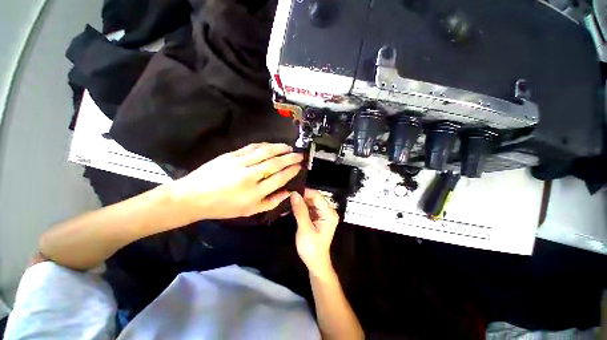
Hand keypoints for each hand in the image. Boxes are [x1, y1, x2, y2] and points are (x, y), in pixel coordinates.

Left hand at [170, 143, 302, 221]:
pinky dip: (264, 145)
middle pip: (275, 163)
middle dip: (290, 158)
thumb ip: (271, 202)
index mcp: (254, 193)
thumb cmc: (223, 207)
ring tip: (289, 147)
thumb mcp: (250, 211)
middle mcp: (249, 176)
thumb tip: (288, 192)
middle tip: (299, 155)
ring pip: (265, 152)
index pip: (279, 178)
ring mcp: (240, 163)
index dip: (291, 171)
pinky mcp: (231, 155)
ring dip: (279, 148)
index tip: (299, 167)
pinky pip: (251, 147)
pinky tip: (271, 145)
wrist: (193, 197)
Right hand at [290, 189, 338, 278]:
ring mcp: (322, 214)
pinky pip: (308, 208)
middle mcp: (327, 211)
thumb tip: (294, 194)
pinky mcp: (317, 218)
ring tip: (286, 200)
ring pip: (309, 202)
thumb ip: (300, 210)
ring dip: (299, 202)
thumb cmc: (312, 248)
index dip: (304, 192)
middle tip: (286, 195)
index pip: (317, 196)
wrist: (315, 263)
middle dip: (300, 197)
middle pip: (313, 198)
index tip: (290, 191)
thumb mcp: (305, 229)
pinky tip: (290, 207)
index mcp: (329, 213)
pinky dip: (299, 208)